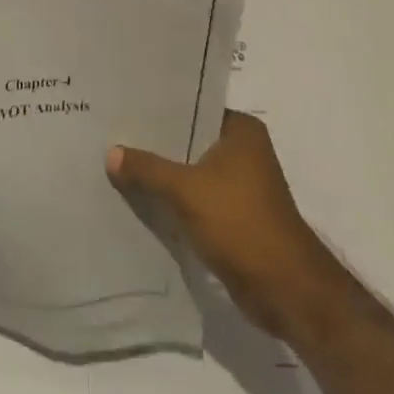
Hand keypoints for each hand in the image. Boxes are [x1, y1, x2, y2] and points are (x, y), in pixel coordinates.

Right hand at [107, 110, 329, 338]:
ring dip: (160, 173)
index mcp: (241, 131)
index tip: (121, 104)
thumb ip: (147, 168)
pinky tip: (136, 196)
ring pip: (188, 170)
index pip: (191, 106)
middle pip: (188, 140)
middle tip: (109, 133)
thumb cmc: (240, 223)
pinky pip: (192, 198)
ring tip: (114, 162)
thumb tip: (110, 152)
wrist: (284, 289)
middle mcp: (243, 151)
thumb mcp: (186, 190)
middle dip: (153, 143)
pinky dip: (170, 198)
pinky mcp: (231, 215)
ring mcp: (238, 185)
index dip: (157, 108)